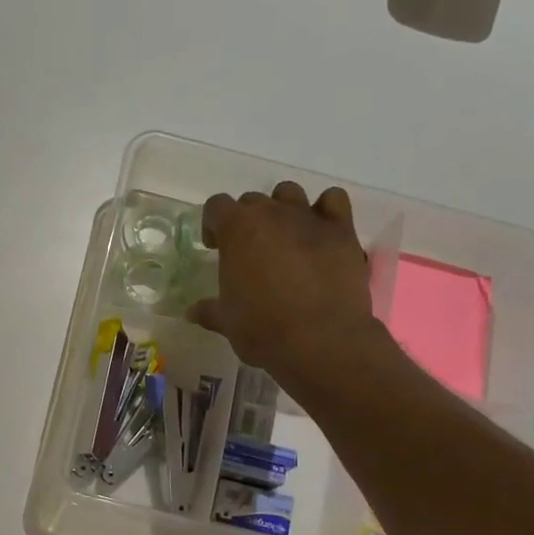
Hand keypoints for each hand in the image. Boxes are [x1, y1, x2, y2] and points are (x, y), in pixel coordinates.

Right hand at [188, 182, 399, 399]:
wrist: (319, 340)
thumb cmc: (262, 329)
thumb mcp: (227, 322)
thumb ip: (209, 310)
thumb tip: (192, 312)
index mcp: (237, 229)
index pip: (216, 206)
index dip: (212, 224)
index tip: (215, 247)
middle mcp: (272, 214)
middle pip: (252, 200)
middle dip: (247, 221)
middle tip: (249, 251)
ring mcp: (309, 218)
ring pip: (290, 194)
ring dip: (283, 209)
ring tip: (284, 238)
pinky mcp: (341, 230)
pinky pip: (333, 200)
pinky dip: (325, 210)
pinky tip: (320, 232)